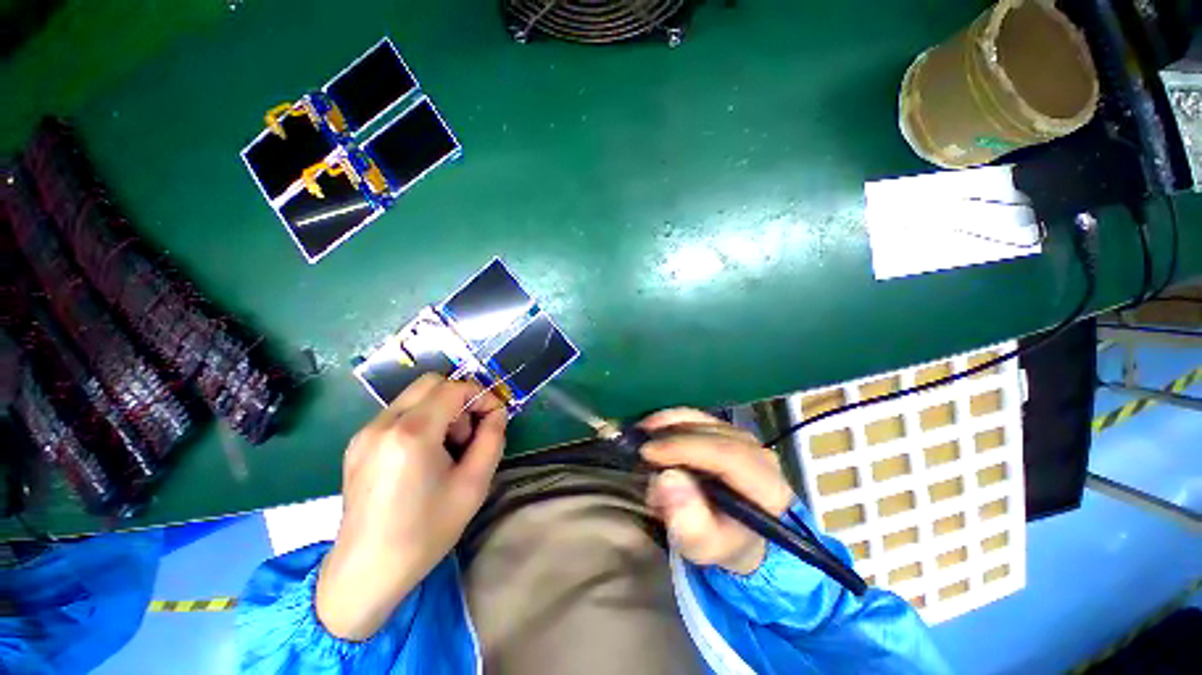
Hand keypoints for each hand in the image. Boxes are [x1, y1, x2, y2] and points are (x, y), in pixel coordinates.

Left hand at [315, 374, 506, 640]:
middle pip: (431, 383)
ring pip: (415, 397)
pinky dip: (421, 421)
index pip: (454, 388)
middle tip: (468, 434)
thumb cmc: (425, 531)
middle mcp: (383, 424)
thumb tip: (496, 412)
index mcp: (411, 433)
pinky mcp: (357, 444)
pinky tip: (423, 456)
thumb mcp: (474, 484)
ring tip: (446, 449)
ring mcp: (365, 433)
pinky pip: (398, 414)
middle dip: (459, 399)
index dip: (481, 396)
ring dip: (440, 410)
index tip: (494, 418)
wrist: (366, 572)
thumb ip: (492, 438)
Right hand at [641, 409, 794, 574]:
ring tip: (641, 437)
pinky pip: (697, 417)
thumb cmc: (721, 541)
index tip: (648, 452)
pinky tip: (653, 429)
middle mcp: (758, 454)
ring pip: (702, 420)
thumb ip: (688, 522)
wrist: (737, 533)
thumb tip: (667, 480)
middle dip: (671, 437)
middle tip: (639, 449)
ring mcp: (743, 437)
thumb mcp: (703, 546)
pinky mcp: (727, 430)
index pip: (727, 455)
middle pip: (711, 433)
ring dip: (668, 425)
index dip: (685, 448)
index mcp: (766, 487)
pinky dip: (671, 420)